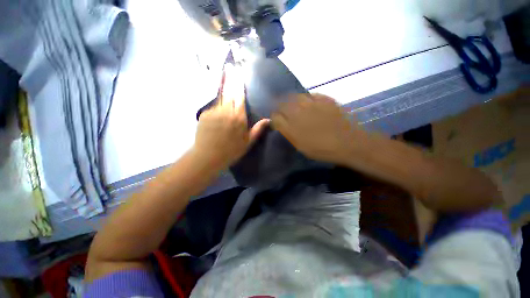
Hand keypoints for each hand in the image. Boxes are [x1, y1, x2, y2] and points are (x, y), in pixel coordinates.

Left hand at [193, 65, 268, 170]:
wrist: (208, 156)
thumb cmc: (231, 151)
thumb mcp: (247, 142)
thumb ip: (257, 129)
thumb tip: (268, 120)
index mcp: (239, 118)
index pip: (240, 97)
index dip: (240, 85)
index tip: (239, 73)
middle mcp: (227, 111)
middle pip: (230, 92)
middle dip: (231, 78)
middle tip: (230, 65)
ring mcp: (214, 111)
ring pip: (220, 96)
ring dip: (223, 86)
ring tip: (224, 73)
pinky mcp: (205, 114)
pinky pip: (213, 106)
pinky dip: (217, 103)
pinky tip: (218, 103)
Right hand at [271, 94, 365, 164]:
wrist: (348, 143)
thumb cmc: (323, 149)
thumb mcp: (302, 147)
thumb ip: (289, 134)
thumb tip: (282, 126)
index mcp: (292, 127)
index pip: (275, 117)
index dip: (274, 119)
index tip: (276, 122)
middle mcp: (299, 113)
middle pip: (282, 104)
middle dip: (280, 108)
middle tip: (283, 112)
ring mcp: (312, 104)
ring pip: (295, 96)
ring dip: (291, 100)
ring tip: (294, 105)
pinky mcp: (324, 99)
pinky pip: (310, 94)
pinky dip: (306, 98)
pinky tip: (308, 102)